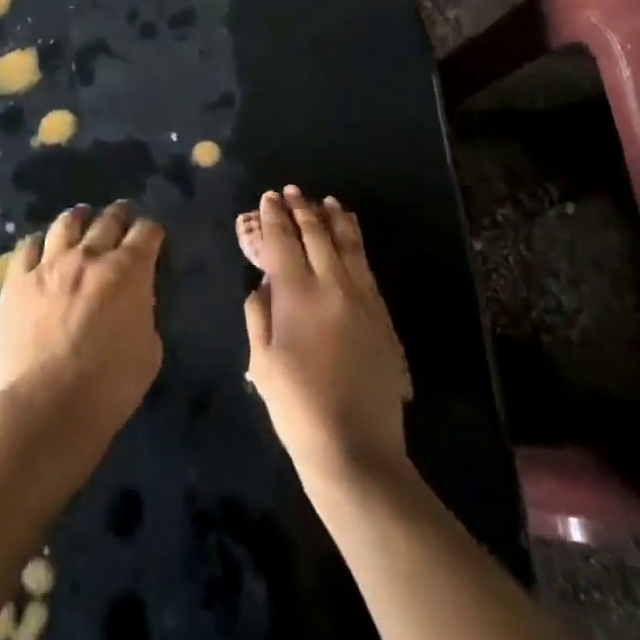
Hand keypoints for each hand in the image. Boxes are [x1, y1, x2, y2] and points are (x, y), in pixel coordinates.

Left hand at [0, 201, 163, 440]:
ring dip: (79, 219)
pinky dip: (39, 244)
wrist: (46, 407)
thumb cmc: (109, 387)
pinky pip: (27, 247)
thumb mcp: (149, 351)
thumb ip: (143, 314)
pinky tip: (41, 249)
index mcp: (129, 271)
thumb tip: (133, 301)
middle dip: (120, 215)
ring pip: (66, 223)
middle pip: (108, 219)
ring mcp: (49, 264)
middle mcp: (90, 256)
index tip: (152, 238)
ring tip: (82, 219)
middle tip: (122, 216)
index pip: (147, 232)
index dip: (152, 232)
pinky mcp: (17, 280)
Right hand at [240, 187, 411, 486]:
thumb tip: (262, 285)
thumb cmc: (297, 408)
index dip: (273, 217)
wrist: (356, 448)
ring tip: (325, 201)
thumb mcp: (262, 362)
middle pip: (315, 235)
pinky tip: (351, 235)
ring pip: (346, 244)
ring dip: (332, 219)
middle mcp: (331, 286)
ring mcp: (361, 298)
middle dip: (300, 209)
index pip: (282, 242)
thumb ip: (258, 316)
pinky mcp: (381, 314)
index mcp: (296, 295)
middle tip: (290, 191)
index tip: (268, 198)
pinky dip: (355, 242)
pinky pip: (366, 266)